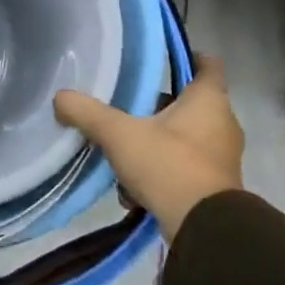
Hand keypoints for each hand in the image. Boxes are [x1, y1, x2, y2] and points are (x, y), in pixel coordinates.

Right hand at [54, 56, 244, 235]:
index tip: (158, 60)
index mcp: (209, 100)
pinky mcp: (215, 187)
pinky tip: (133, 191)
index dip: (185, 56)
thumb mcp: (118, 134)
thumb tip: (60, 97)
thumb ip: (87, 113)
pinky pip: (183, 168)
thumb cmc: (168, 164)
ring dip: (154, 144)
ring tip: (123, 156)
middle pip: (189, 104)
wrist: (203, 228)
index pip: (206, 63)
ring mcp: (222, 157)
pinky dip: (160, 174)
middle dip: (157, 107)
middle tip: (125, 109)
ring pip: (183, 139)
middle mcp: (223, 123)